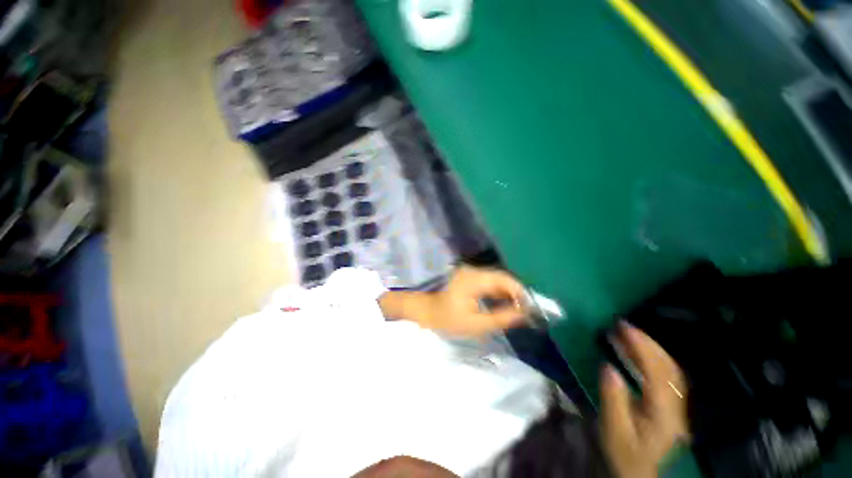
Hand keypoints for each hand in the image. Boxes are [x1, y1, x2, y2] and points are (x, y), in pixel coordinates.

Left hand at [419, 266, 526, 337]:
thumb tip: (523, 314)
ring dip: (508, 292)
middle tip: (527, 309)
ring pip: (496, 279)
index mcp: (474, 279)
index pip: (503, 279)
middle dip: (516, 292)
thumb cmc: (448, 319)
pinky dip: (498, 292)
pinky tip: (503, 303)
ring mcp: (470, 273)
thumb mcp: (476, 324)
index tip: (531, 306)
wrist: (427, 311)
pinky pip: (488, 282)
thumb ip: (501, 318)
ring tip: (518, 309)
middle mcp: (474, 271)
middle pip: (501, 277)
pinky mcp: (469, 277)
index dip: (520, 290)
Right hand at [600, 323, 688, 477]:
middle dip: (648, 343)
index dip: (642, 348)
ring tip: (629, 333)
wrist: (637, 471)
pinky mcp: (671, 405)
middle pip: (669, 369)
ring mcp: (676, 406)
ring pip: (671, 370)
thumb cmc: (623, 452)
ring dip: (652, 348)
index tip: (623, 328)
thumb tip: (607, 366)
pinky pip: (666, 375)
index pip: (657, 375)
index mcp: (664, 415)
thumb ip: (612, 399)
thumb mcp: (613, 429)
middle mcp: (677, 408)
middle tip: (624, 325)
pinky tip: (639, 351)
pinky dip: (654, 358)